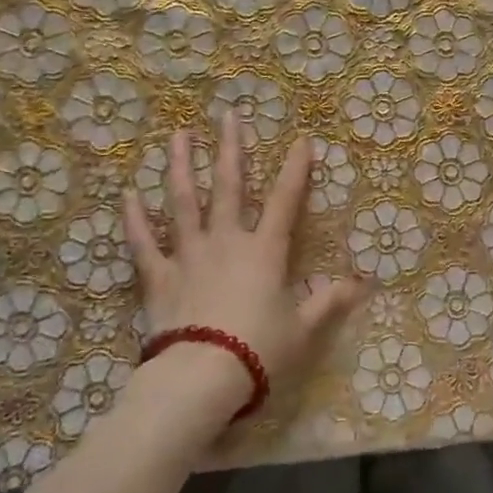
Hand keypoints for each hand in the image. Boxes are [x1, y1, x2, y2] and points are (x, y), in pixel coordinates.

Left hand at [122, 114, 367, 430]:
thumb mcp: (303, 328)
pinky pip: (143, 242)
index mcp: (265, 251)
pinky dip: (134, 219)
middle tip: (228, 116)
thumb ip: (330, 302)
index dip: (296, 170)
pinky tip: (128, 194)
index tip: (302, 140)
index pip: (285, 201)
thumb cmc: (259, 350)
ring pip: (183, 202)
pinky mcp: (158, 276)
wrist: (202, 376)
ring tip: (178, 136)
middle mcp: (226, 241)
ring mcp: (189, 255)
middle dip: (231, 149)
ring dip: (182, 167)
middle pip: (229, 186)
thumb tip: (363, 284)